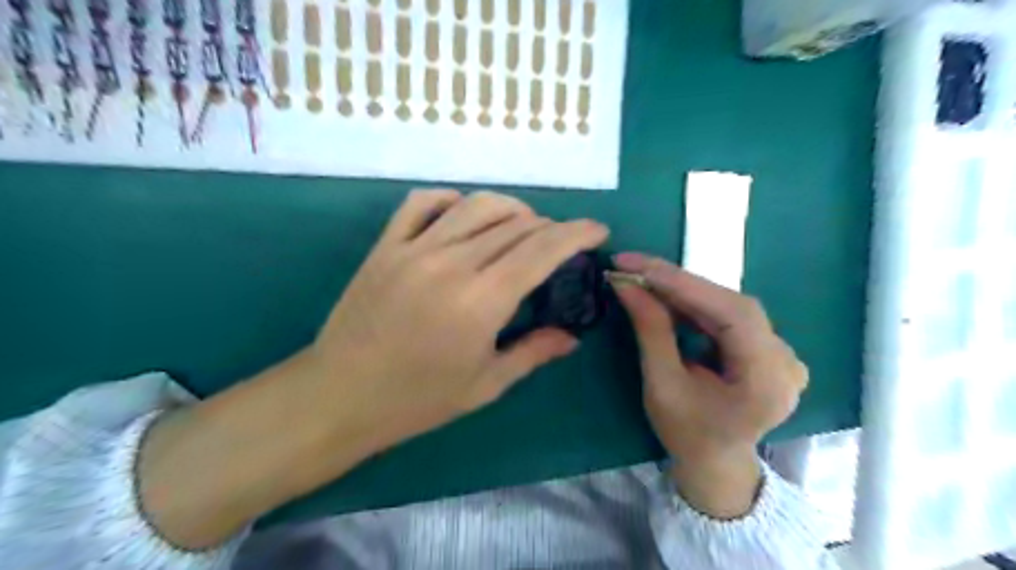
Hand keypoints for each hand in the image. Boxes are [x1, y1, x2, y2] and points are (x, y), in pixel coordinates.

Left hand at [139, 189, 605, 548]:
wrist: (340, 395)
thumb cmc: (417, 399)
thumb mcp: (485, 385)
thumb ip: (534, 353)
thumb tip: (572, 337)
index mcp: (481, 301)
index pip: (542, 250)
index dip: (576, 234)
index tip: (597, 230)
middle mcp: (452, 263)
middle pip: (515, 224)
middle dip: (549, 226)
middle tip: (559, 243)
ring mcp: (414, 248)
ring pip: (475, 205)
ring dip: (510, 209)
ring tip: (523, 226)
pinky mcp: (386, 246)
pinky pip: (423, 203)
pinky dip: (452, 200)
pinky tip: (464, 215)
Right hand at [612, 251, 810, 518]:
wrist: (716, 463)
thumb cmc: (686, 433)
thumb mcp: (662, 385)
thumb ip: (651, 331)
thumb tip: (627, 285)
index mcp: (767, 380)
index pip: (729, 312)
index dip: (680, 282)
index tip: (635, 264)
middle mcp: (785, 360)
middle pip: (731, 305)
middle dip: (678, 283)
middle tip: (633, 269)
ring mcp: (782, 353)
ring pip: (729, 306)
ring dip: (684, 291)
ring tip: (644, 281)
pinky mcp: (769, 348)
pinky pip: (730, 316)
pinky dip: (696, 304)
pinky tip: (669, 298)